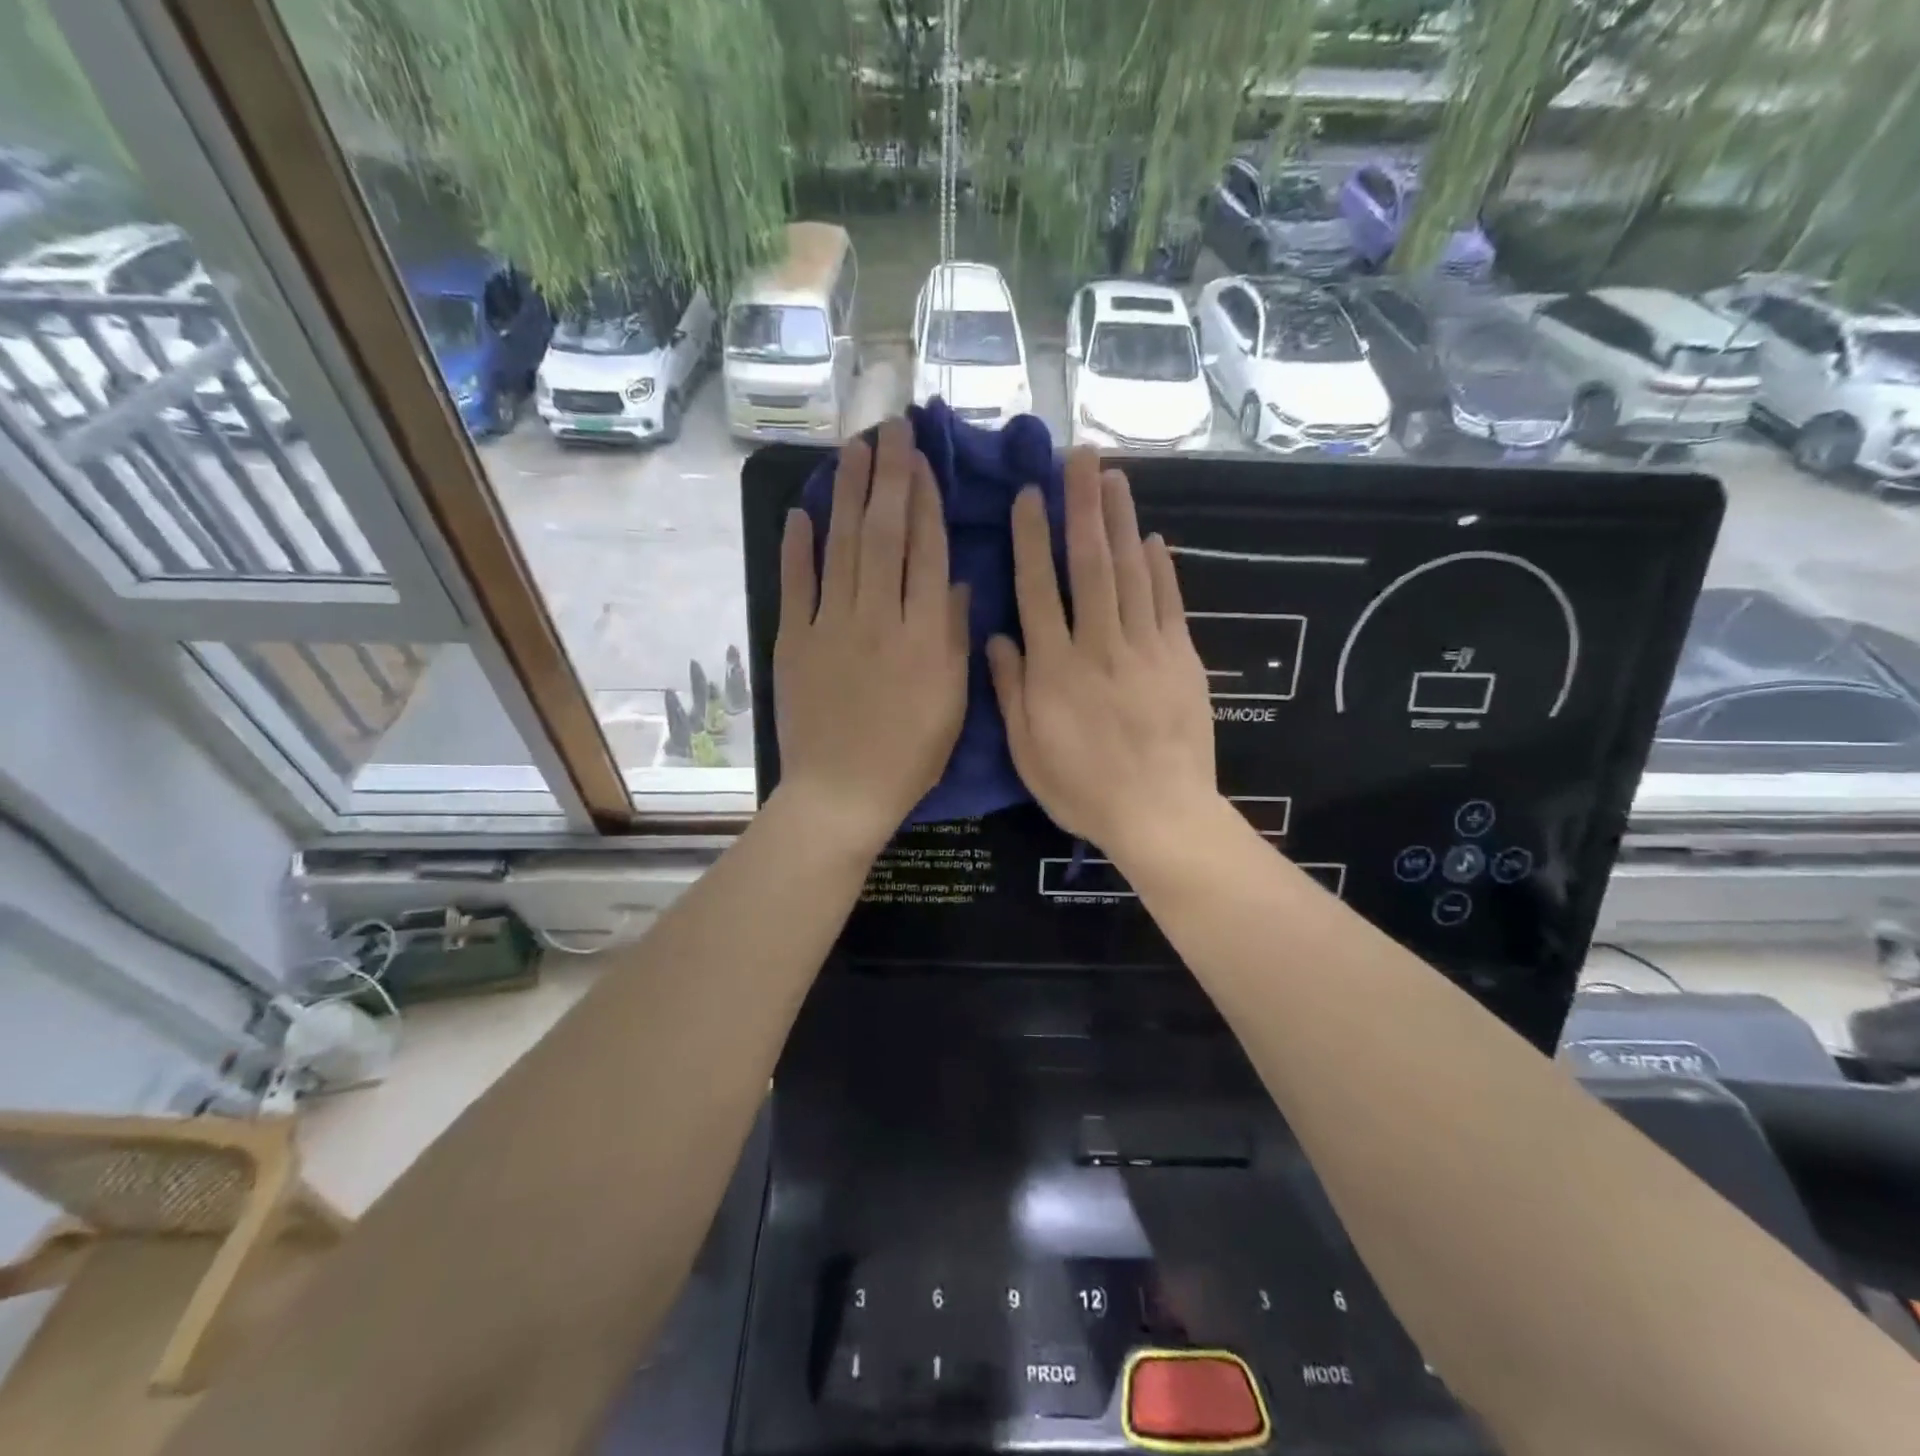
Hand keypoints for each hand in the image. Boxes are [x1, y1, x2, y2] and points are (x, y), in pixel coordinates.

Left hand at [774, 418, 968, 852]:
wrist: (842, 792)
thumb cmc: (909, 756)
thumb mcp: (952, 704)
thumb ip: (955, 639)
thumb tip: (959, 584)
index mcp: (924, 634)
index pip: (926, 552)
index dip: (926, 501)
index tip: (923, 461)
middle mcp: (879, 617)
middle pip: (884, 534)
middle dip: (889, 477)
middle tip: (890, 429)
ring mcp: (831, 626)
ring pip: (843, 546)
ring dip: (849, 494)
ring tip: (854, 449)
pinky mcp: (795, 640)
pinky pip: (796, 584)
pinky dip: (798, 546)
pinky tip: (803, 510)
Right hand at [986, 449, 1218, 866]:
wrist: (1160, 814)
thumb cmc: (1083, 789)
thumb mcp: (1028, 751)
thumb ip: (1012, 690)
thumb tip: (997, 637)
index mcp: (1055, 669)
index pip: (1039, 591)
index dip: (1032, 540)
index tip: (1030, 495)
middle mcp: (1099, 646)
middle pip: (1090, 566)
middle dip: (1083, 507)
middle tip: (1080, 456)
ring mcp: (1146, 649)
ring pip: (1132, 574)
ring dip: (1122, 522)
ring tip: (1114, 478)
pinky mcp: (1181, 659)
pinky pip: (1169, 605)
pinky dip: (1161, 569)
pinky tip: (1153, 538)